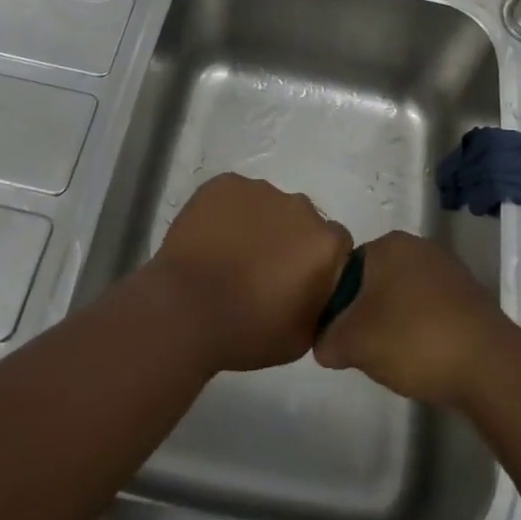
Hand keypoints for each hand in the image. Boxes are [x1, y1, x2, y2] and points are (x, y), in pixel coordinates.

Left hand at [146, 173, 351, 374]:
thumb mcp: (302, 337)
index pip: (336, 243)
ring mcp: (259, 190)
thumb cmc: (247, 331)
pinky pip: (235, 196)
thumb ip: (322, 304)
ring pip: (267, 205)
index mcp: (323, 243)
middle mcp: (299, 206)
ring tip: (231, 255)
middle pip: (301, 219)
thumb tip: (319, 289)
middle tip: (262, 269)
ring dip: (258, 224)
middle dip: (288, 239)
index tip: (298, 280)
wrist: (184, 310)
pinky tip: (212, 239)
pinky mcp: (225, 183)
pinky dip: (228, 212)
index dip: (318, 262)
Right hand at [312, 230, 506, 407]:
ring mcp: (448, 269)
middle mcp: (418, 246)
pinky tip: (424, 358)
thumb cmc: (413, 339)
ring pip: (406, 296)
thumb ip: (329, 339)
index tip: (341, 336)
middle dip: (369, 314)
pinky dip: (424, 330)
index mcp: (389, 244)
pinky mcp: (470, 296)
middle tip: (365, 350)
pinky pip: (433, 309)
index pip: (348, 269)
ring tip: (396, 359)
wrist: (487, 365)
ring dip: (397, 323)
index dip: (339, 305)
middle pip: (378, 281)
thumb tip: (324, 343)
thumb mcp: (354, 343)